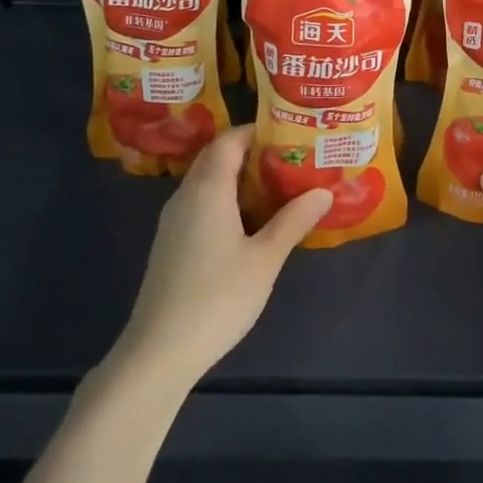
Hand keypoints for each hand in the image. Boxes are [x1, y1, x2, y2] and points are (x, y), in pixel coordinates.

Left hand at [112, 125, 330, 386]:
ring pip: (209, 183)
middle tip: (293, 160)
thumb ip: (293, 221)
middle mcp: (186, 195)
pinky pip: (202, 205)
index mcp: (207, 189)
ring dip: (240, 180)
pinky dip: (227, 201)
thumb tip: (323, 192)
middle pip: (217, 158)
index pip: (229, 140)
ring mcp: (174, 221)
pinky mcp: (171, 244)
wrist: (159, 351)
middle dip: (254, 154)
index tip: (290, 134)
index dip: (258, 131)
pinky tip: (252, 224)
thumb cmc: (217, 297)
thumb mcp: (265, 259)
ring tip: (280, 188)